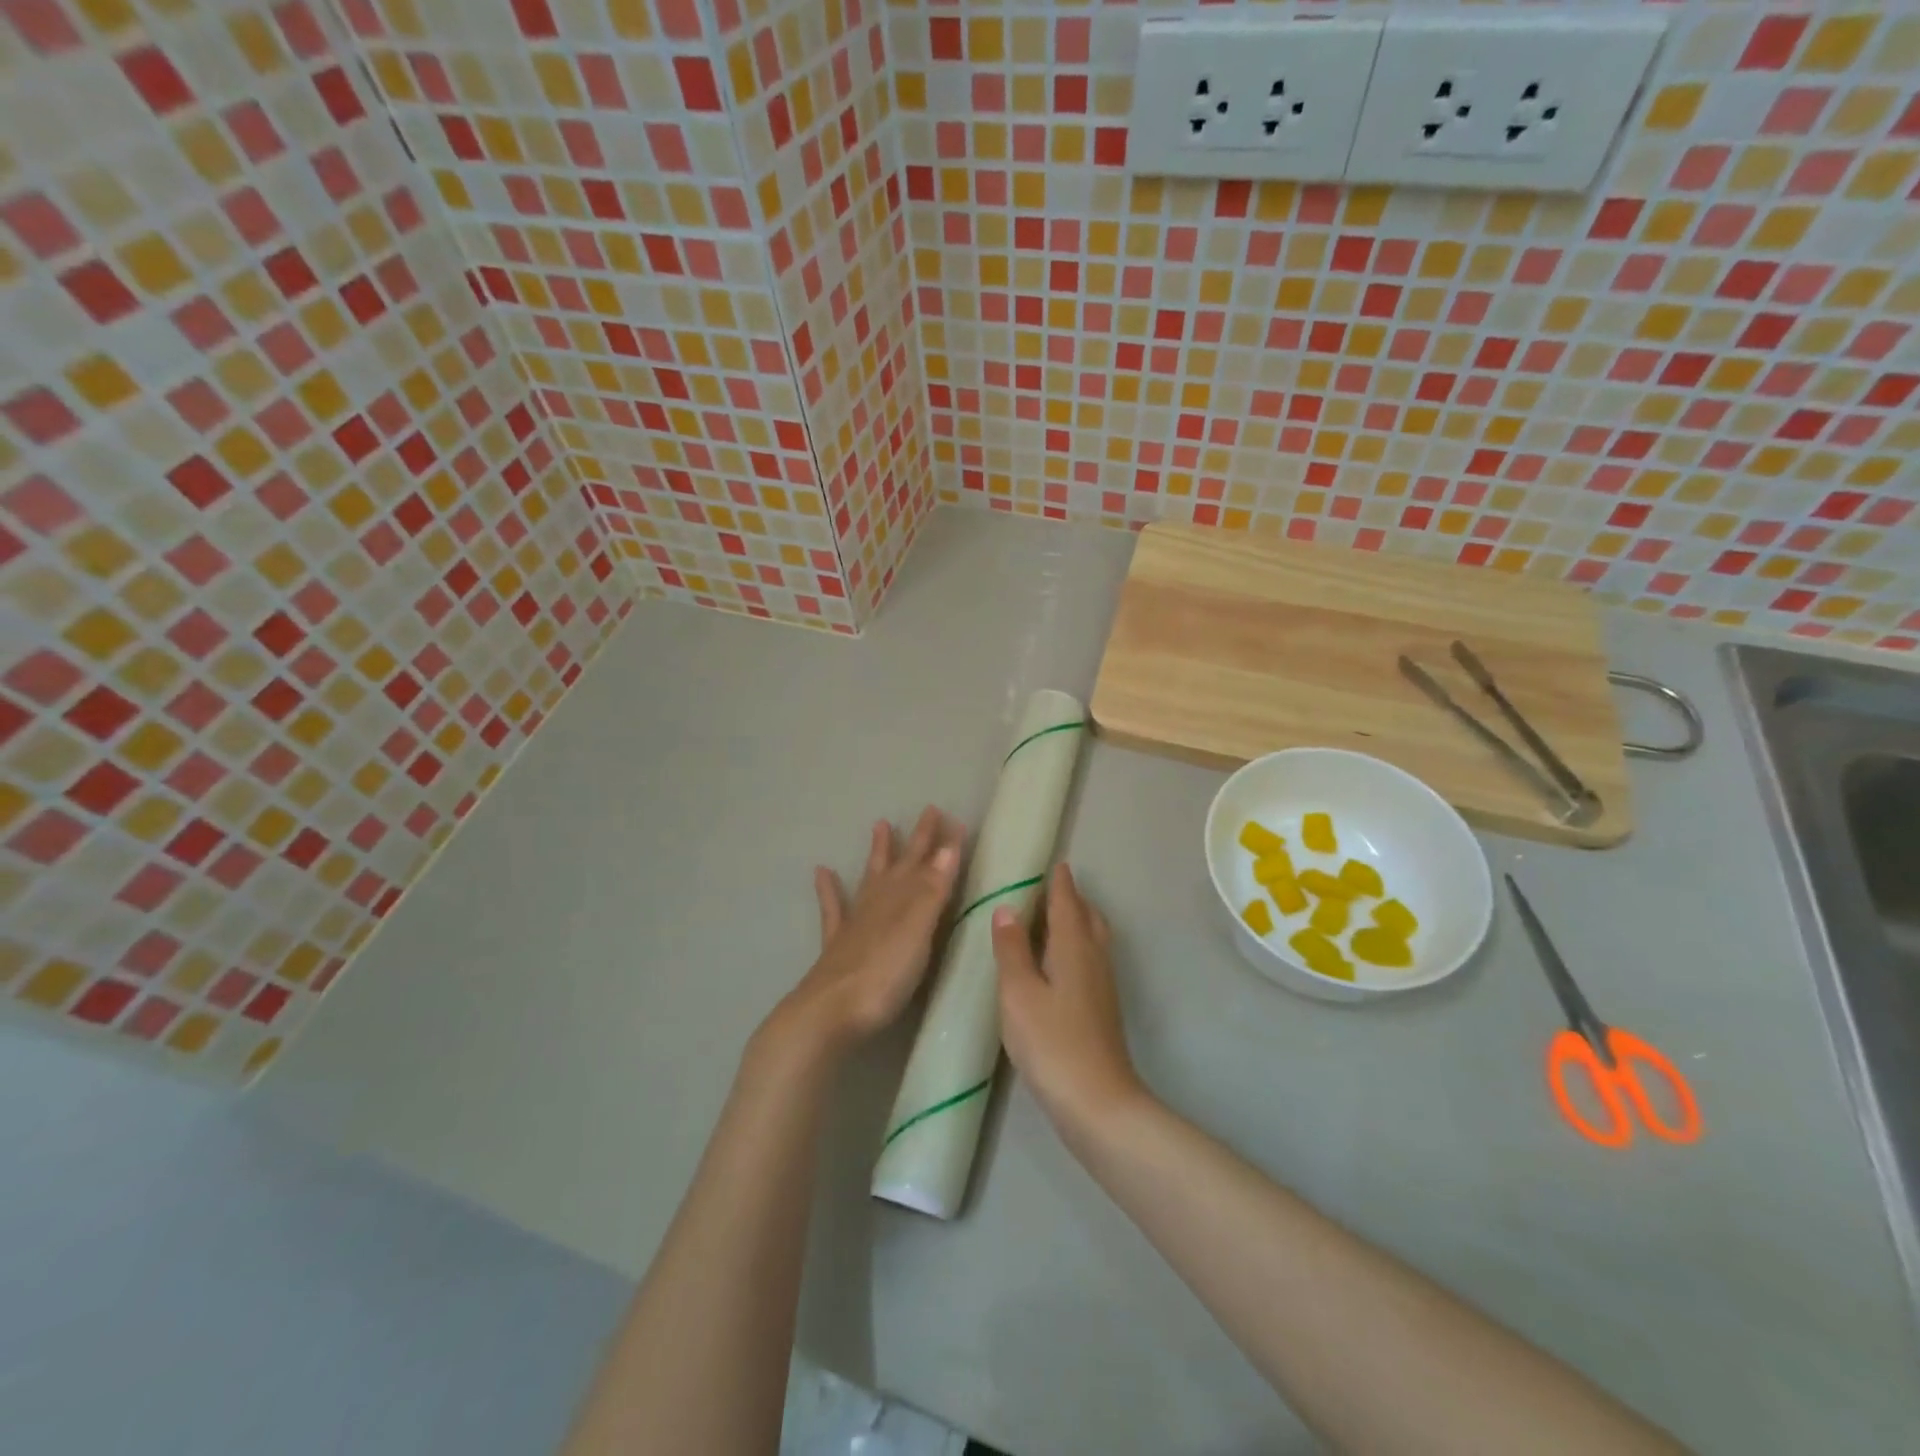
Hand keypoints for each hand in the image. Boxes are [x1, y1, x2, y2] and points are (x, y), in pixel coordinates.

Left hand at [762, 807, 963, 1061]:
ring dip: (878, 852)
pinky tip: (822, 871)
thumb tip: (947, 847)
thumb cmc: (884, 975)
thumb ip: (932, 891)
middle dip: (917, 840)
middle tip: (929, 810)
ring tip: (881, 824)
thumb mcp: (918, 931)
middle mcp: (879, 902)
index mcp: (902, 900)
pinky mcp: (837, 944)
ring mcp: (855, 922)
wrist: (830, 1012)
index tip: (955, 819)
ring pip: (870, 878)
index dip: (943, 844)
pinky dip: (829, 888)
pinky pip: (833, 908)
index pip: (928, 864)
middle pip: (901, 865)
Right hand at [992, 864, 1146, 1139]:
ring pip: (1094, 939)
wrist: (1097, 1102)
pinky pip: (1091, 959)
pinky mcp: (1102, 1009)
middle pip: (1088, 917)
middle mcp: (1094, 958)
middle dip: (1073, 899)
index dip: (1060, 882)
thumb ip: (1012, 949)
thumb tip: (1007, 908)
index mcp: (1073, 947)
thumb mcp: (1019, 993)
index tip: (1055, 863)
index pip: (1067, 903)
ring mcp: (1102, 985)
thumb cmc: (1052, 1042)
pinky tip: (1061, 963)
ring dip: (1078, 921)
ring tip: (1055, 919)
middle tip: (1052, 888)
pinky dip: (1078, 946)